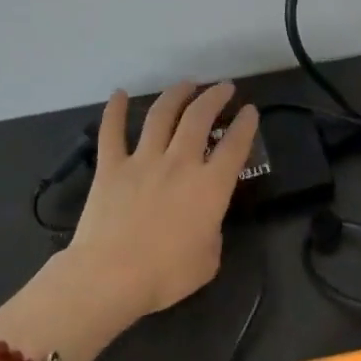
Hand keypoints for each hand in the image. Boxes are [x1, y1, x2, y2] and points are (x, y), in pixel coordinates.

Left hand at [68, 81, 259, 318]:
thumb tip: (204, 222)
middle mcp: (180, 163)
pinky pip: (111, 131)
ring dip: (175, 95)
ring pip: (161, 115)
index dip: (246, 125)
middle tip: (223, 88)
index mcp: (211, 186)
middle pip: (199, 118)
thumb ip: (212, 232)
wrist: (111, 276)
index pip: (235, 146)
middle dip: (214, 98)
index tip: (250, 111)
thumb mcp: (209, 259)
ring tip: (186, 84)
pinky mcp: (110, 167)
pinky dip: (114, 110)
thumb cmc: (166, 274)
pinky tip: (118, 94)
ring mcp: (143, 160)